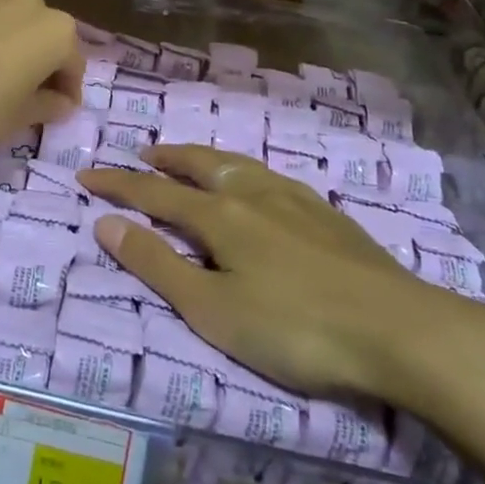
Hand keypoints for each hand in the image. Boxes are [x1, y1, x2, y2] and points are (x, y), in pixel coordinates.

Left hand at [0, 0, 82, 156]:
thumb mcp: (17, 121)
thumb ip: (47, 107)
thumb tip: (63, 102)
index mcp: (58, 34)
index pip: (72, 65)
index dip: (65, 90)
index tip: (55, 108)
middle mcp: (33, 1)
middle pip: (45, 29)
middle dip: (39, 53)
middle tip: (18, 82)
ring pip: (16, 1)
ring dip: (13, 21)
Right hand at [78, 145, 484, 439]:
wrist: (398, 330)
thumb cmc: (294, 328)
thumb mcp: (212, 309)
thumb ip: (157, 264)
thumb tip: (104, 222)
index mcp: (219, 215)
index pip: (154, 192)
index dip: (118, 184)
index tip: (86, 176)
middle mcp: (252, 193)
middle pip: (199, 165)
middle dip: (165, 159)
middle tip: (143, 153)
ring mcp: (294, 199)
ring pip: (238, 165)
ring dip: (205, 159)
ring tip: (192, 160)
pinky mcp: (327, 215)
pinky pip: (270, 177)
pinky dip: (244, 172)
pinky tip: (258, 185)